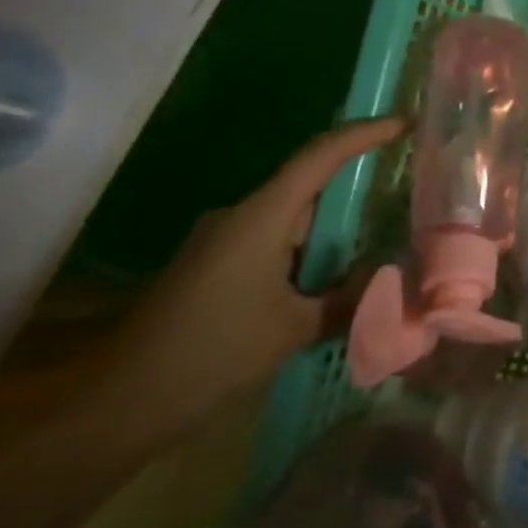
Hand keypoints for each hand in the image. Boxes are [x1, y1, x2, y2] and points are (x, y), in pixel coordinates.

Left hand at [83, 117, 405, 445]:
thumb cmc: (213, 352)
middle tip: (407, 202)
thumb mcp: (295, 328)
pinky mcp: (215, 266)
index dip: (365, 134)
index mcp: (261, 217)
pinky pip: (276, 245)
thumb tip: (391, 277)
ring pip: (295, 221)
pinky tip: (333, 283)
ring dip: (335, 234)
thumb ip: (349, 297)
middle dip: (358, 194)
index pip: (320, 156)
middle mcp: (241, 217)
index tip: (406, 124)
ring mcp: (224, 241)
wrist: (120, 403)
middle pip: (311, 188)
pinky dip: (311, 255)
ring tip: (380, 250)